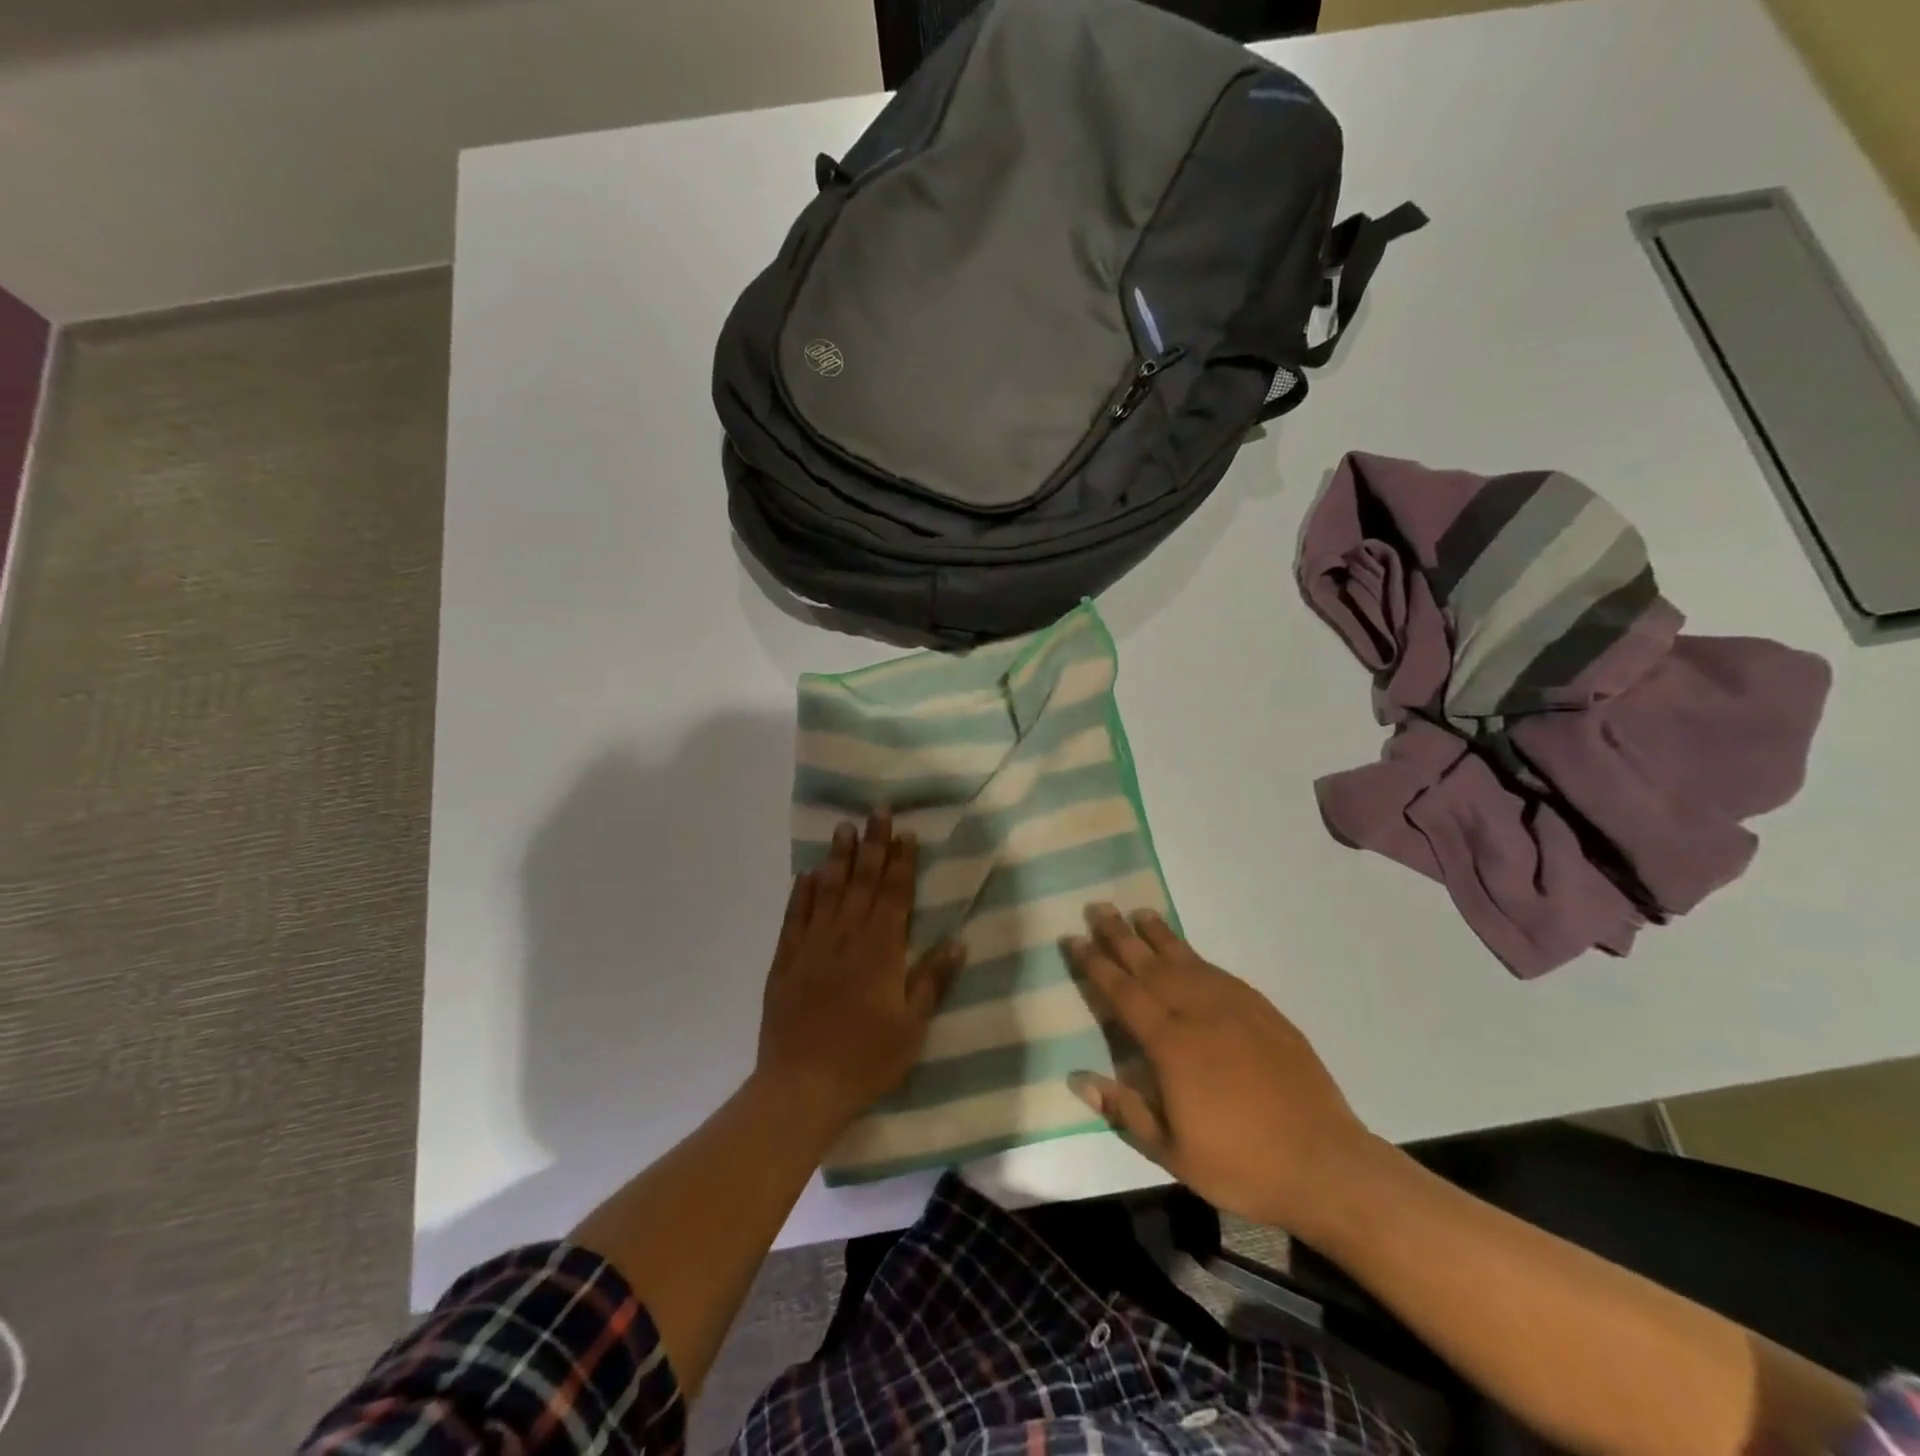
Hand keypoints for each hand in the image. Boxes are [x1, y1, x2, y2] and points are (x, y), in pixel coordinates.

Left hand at [756, 810, 964, 1137]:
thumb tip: (958, 939)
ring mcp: (812, 946)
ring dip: (838, 858)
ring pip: (828, 891)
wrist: (801, 1087)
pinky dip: (802, 892)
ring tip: (844, 828)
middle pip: (862, 882)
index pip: (894, 895)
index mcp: (881, 951)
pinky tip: (808, 873)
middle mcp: (847, 938)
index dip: (902, 862)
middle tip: (876, 811)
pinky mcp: (786, 960)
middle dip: (873, 845)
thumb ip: (932, 979)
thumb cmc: (865, 1060)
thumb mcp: (912, 1026)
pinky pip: (795, 917)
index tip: (906, 832)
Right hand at [1065, 906, 1378, 1237]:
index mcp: (1171, 1045)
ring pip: (1187, 960)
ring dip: (1158, 935)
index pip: (1123, 993)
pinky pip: (1218, 972)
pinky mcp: (1262, 1010)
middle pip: (1150, 965)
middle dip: (1120, 936)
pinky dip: (1196, 956)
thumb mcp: (1171, 1152)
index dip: (1096, 965)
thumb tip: (1077, 1078)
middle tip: (1098, 908)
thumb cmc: (1240, 1164)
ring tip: (1139, 913)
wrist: (1324, 1163)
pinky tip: (1187, 952)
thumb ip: (1124, 1109)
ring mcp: (1234, 1007)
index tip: (1074, 939)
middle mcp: (1198, 1013)